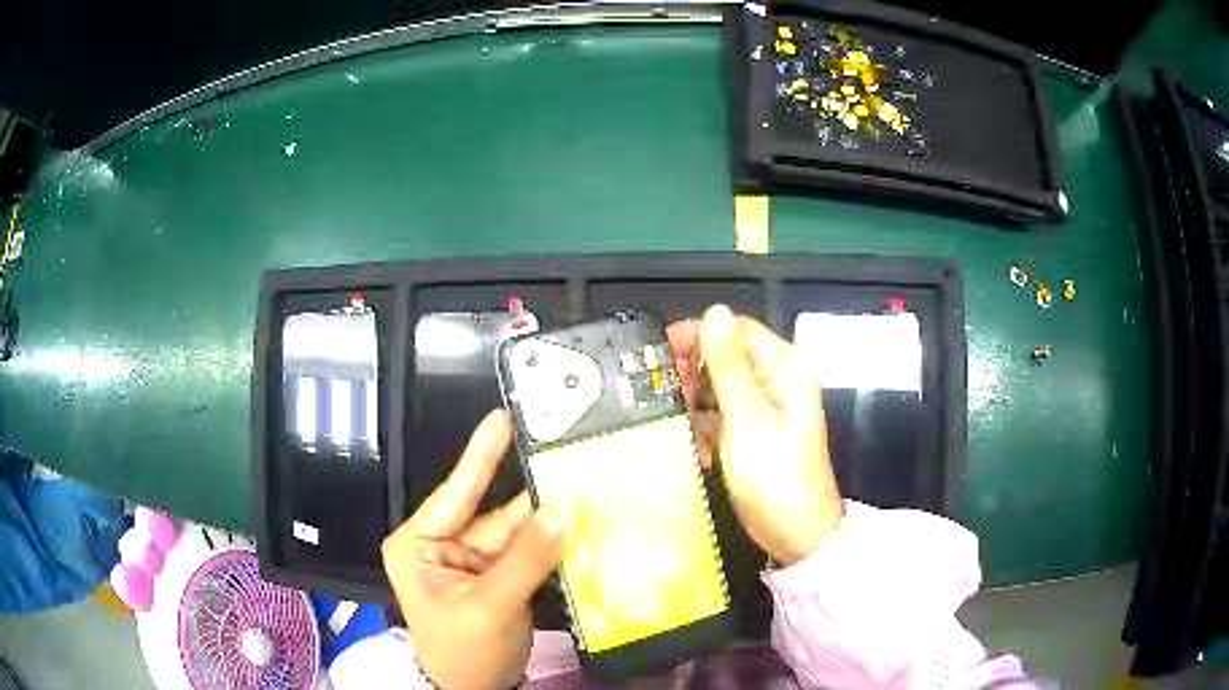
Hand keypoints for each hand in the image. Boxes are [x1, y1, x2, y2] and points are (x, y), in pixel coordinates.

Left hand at [382, 410, 564, 688]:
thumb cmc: (462, 650)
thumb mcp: (490, 605)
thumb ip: (528, 557)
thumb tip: (565, 507)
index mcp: (418, 543)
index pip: (454, 493)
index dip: (481, 456)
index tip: (502, 417)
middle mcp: (441, 544)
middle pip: (490, 512)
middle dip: (529, 492)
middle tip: (562, 452)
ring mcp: (471, 561)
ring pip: (514, 532)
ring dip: (546, 518)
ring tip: (583, 484)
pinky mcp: (495, 577)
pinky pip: (525, 552)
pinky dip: (549, 542)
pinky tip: (577, 521)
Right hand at [669, 305, 842, 566]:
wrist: (798, 537)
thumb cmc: (775, 480)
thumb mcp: (747, 421)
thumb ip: (728, 366)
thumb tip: (714, 311)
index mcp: (786, 368)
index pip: (736, 330)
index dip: (697, 335)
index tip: (658, 352)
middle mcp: (779, 379)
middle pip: (727, 357)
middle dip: (693, 374)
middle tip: (659, 394)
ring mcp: (768, 407)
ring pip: (720, 387)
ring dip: (695, 404)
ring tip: (673, 424)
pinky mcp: (756, 431)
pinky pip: (724, 414)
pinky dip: (707, 427)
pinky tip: (696, 449)